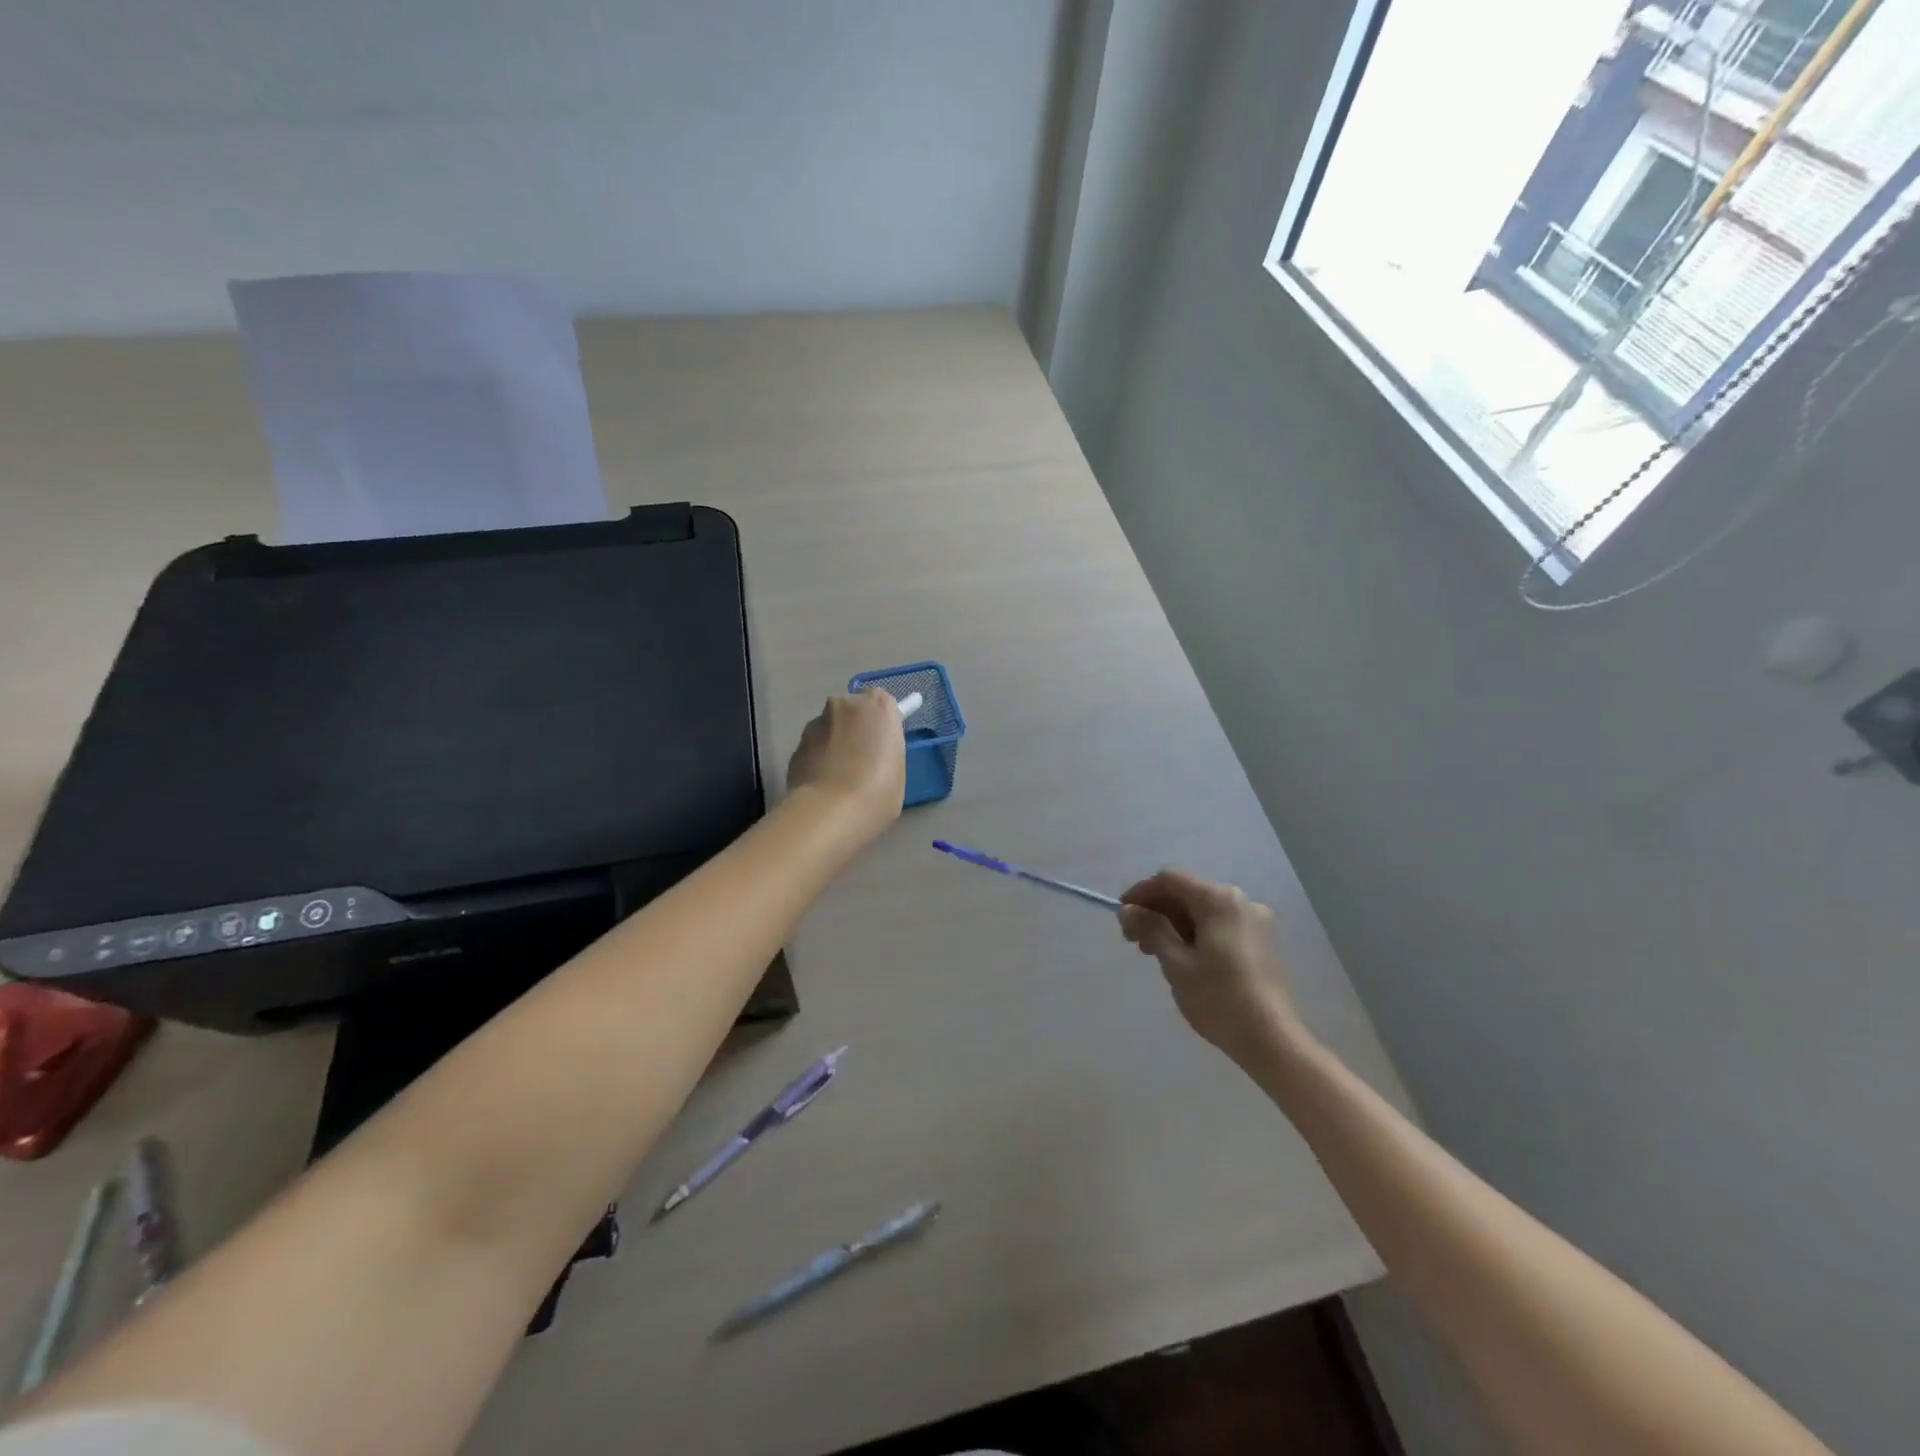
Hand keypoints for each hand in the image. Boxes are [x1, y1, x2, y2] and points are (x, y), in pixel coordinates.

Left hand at [786, 687, 906, 836]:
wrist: (829, 812)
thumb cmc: (877, 791)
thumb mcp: (897, 768)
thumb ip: (885, 749)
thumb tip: (872, 752)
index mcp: (878, 706)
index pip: (883, 703)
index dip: (882, 725)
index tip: (883, 745)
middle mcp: (844, 705)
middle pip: (853, 712)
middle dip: (856, 730)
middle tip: (863, 762)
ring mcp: (815, 724)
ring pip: (830, 729)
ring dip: (834, 745)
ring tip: (840, 779)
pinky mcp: (795, 745)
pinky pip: (813, 748)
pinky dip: (818, 761)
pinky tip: (824, 787)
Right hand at [1119, 869, 1299, 1065]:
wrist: (1273, 1040)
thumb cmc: (1219, 999)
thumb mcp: (1176, 963)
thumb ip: (1150, 929)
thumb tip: (1127, 910)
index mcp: (1219, 900)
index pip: (1170, 880)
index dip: (1141, 893)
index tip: (1122, 916)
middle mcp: (1242, 901)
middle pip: (1188, 893)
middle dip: (1158, 911)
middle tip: (1135, 940)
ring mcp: (1256, 921)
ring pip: (1204, 911)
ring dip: (1176, 924)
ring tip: (1156, 953)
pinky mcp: (1263, 942)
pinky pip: (1221, 925)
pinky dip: (1197, 933)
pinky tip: (1184, 958)